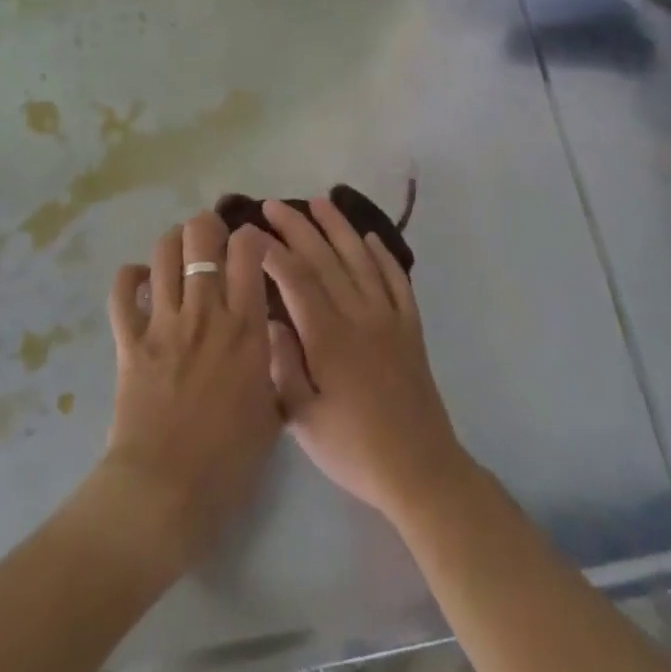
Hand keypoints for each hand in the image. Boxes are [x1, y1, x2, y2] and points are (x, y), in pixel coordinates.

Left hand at [102, 211, 281, 572]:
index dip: (251, 236)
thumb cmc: (229, 461)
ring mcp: (163, 322)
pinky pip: (122, 291)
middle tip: (213, 241)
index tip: (252, 246)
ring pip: (163, 253)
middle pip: (200, 237)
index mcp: (246, 327)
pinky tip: (142, 281)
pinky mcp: (129, 341)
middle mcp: (205, 312)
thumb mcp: (274, 412)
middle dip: (208, 226)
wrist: (166, 493)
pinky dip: (130, 277)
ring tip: (180, 254)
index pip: (248, 251)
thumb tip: (272, 339)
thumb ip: (277, 367)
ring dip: (173, 243)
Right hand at [260, 197, 473, 525]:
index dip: (272, 251)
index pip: (296, 279)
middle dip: (298, 227)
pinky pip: (397, 280)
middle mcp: (360, 315)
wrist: (420, 470)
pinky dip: (383, 255)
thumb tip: (268, 319)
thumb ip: (283, 365)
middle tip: (274, 205)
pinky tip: (371, 238)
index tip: (251, 232)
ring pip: (361, 259)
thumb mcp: (303, 418)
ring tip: (320, 201)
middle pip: (326, 258)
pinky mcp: (410, 327)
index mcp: (329, 336)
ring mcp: (389, 317)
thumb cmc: (353, 448)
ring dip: (339, 227)